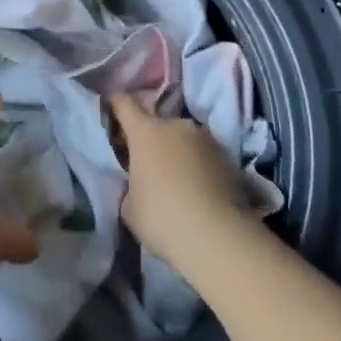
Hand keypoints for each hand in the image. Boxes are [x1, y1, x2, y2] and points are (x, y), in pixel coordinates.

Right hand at [108, 92, 253, 267]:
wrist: (217, 237)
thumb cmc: (161, 218)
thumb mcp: (130, 206)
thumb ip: (130, 185)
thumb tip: (140, 183)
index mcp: (145, 132)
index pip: (125, 104)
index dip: (116, 105)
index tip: (112, 113)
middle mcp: (176, 125)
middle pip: (157, 124)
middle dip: (152, 139)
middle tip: (149, 166)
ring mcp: (205, 138)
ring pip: (184, 139)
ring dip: (178, 152)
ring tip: (179, 182)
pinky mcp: (228, 157)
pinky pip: (204, 155)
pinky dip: (199, 167)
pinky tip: (200, 192)